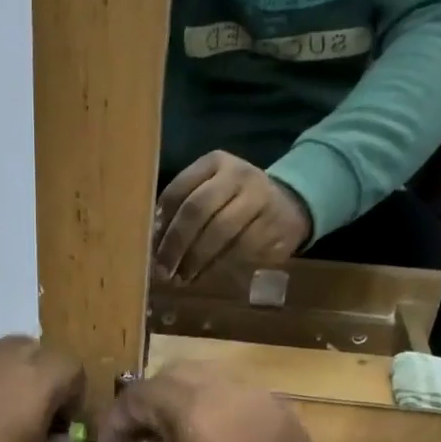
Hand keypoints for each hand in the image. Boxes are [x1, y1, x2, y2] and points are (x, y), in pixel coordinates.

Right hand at [95, 364, 342, 441]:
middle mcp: (233, 394)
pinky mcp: (291, 424)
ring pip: (216, 383)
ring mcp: (268, 406)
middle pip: (180, 376)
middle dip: (153, 402)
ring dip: (188, 403)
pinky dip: (221, 413)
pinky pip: (245, 402)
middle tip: (140, 438)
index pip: (142, 393)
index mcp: (196, 411)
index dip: (118, 418)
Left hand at [155, 151, 311, 283]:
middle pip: (198, 209)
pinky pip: (240, 251)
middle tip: (163, 270)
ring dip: (196, 260)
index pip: (179, 190)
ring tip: (182, 278)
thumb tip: (153, 243)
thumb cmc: (235, 203)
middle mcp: (239, 175)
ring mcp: (260, 199)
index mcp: (215, 163)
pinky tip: (205, 277)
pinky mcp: (274, 226)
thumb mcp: (210, 192)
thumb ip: (182, 209)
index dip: (162, 222)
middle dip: (176, 243)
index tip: (151, 248)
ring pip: (220, 232)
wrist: (290, 207)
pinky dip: (218, 268)